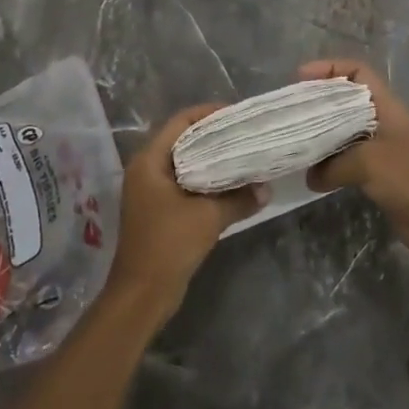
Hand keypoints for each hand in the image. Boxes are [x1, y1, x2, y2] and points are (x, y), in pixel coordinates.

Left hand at [107, 104, 265, 322]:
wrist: (141, 295)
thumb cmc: (168, 245)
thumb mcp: (208, 218)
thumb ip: (239, 199)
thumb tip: (266, 188)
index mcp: (150, 161)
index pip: (181, 122)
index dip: (208, 114)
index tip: (237, 113)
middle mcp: (146, 169)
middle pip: (182, 140)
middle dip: (213, 136)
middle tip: (245, 133)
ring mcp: (149, 190)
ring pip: (184, 163)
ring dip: (211, 160)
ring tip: (243, 155)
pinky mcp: (157, 209)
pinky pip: (184, 183)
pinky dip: (205, 180)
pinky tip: (230, 184)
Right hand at [299, 60, 408, 269]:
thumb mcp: (368, 162)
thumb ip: (334, 164)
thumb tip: (311, 176)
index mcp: (387, 107)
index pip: (358, 72)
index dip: (330, 69)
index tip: (301, 78)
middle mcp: (384, 123)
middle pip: (347, 102)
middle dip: (320, 103)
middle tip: (291, 113)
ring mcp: (384, 151)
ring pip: (346, 134)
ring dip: (323, 137)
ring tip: (296, 142)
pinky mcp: (382, 178)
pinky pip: (350, 164)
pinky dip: (332, 166)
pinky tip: (313, 176)